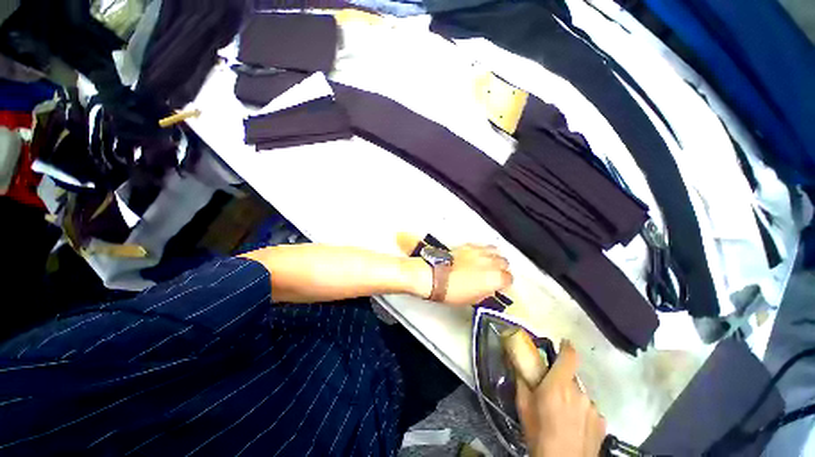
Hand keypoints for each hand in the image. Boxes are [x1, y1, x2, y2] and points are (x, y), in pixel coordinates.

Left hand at [442, 243, 512, 305]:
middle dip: (501, 268)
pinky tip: (476, 256)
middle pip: (504, 262)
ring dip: (494, 257)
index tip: (500, 285)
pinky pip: (481, 246)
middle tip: (494, 274)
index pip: (509, 278)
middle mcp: (491, 262)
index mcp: (495, 278)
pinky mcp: (469, 246)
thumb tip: (489, 288)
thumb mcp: (475, 299)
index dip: (504, 283)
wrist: (437, 277)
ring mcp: (480, 252)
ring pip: (495, 250)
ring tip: (488, 262)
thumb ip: (487, 291)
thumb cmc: (453, 291)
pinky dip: (482, 251)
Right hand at [516, 341, 605, 456]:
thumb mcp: (523, 405)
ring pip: (580, 395)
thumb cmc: (538, 433)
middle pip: (571, 378)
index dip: (567, 347)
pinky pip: (589, 410)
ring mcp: (593, 408)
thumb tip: (520, 365)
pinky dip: (581, 413)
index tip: (563, 342)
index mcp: (559, 385)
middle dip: (561, 382)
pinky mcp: (602, 423)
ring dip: (572, 399)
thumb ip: (522, 381)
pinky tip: (575, 427)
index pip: (569, 357)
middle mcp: (579, 392)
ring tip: (563, 416)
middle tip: (551, 395)